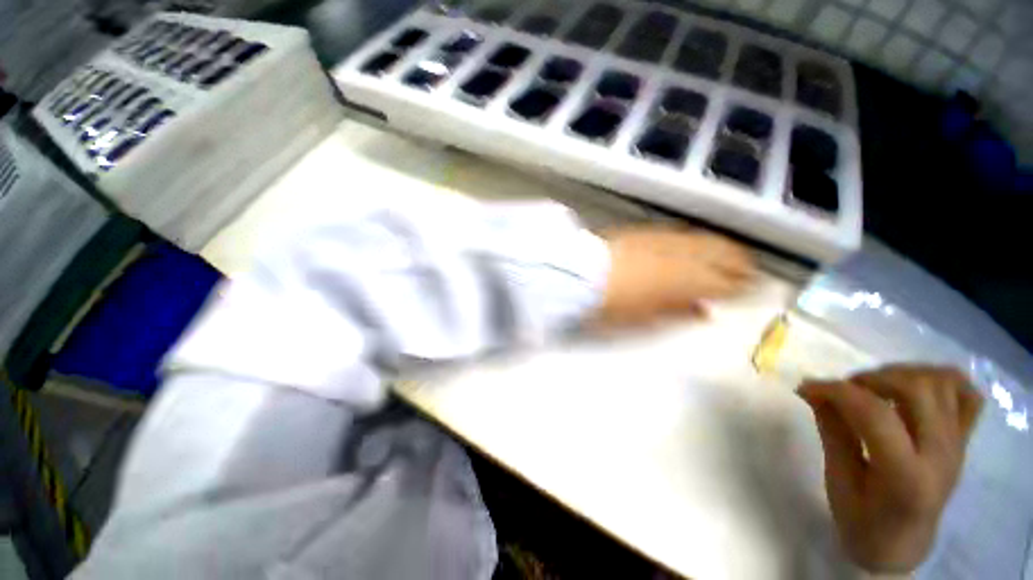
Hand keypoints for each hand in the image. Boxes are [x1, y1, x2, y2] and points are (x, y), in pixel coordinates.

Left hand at [593, 227, 754, 326]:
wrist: (581, 275)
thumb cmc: (613, 304)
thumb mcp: (646, 318)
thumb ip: (678, 312)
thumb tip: (703, 312)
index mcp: (684, 280)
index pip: (724, 282)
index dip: (739, 287)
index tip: (750, 290)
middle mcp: (680, 254)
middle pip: (721, 253)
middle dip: (738, 261)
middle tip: (749, 270)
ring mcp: (663, 239)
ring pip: (702, 239)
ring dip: (720, 247)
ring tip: (729, 255)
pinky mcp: (646, 231)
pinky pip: (679, 234)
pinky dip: (694, 240)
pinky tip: (693, 245)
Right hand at [798, 365, 983, 572]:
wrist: (902, 548)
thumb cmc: (863, 524)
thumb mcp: (838, 483)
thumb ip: (832, 432)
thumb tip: (811, 390)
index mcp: (906, 477)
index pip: (876, 414)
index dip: (837, 391)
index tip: (806, 388)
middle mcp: (941, 455)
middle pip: (917, 389)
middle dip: (871, 378)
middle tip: (843, 390)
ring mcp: (957, 445)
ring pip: (943, 383)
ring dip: (902, 374)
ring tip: (874, 387)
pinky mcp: (963, 441)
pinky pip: (967, 394)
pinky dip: (941, 380)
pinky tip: (913, 386)